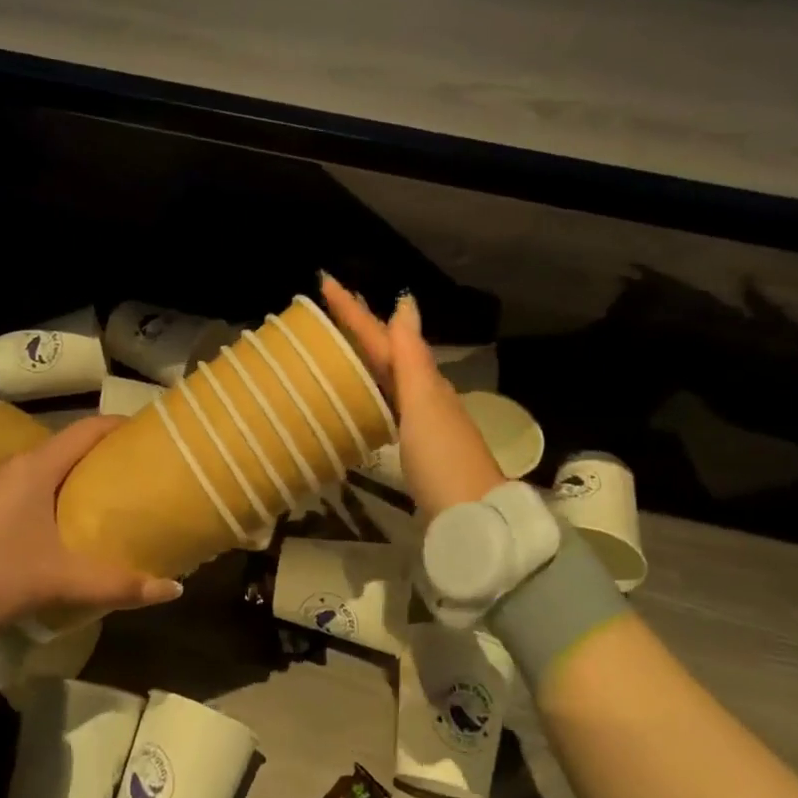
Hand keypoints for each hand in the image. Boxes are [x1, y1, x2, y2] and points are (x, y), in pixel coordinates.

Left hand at [0, 415, 181, 630]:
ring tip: (113, 500)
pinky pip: (30, 492)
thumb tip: (173, 589)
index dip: (121, 426)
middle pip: (70, 449)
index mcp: (36, 467)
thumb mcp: (59, 580)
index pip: (88, 429)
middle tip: (142, 473)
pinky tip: (67, 528)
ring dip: (79, 480)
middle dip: (106, 457)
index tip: (152, 434)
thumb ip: (117, 584)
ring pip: (48, 472)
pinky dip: (56, 498)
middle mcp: (15, 468)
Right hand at [319, 273, 502, 516]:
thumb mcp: (423, 402)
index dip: (355, 311)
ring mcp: (420, 422)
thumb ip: (411, 356)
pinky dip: (372, 390)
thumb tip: (405, 302)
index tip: (326, 282)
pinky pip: (388, 405)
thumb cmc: (442, 457)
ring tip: (339, 343)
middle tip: (329, 307)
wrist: (472, 516)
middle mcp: (423, 395)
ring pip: (388, 378)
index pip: (383, 337)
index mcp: (422, 381)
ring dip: (366, 356)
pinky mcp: (414, 448)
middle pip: (387, 353)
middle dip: (360, 327)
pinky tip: (363, 396)